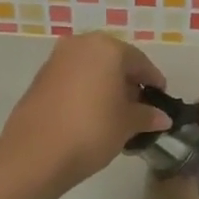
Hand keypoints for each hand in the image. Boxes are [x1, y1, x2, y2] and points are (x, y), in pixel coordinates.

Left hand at [0, 32, 172, 194]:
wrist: (35, 153)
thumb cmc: (92, 130)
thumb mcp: (127, 124)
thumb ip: (147, 116)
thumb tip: (162, 117)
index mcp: (107, 48)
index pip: (139, 62)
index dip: (153, 82)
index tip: (161, 99)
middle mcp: (80, 45)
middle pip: (113, 62)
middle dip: (128, 83)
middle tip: (139, 108)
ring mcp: (56, 61)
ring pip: (91, 70)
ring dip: (106, 88)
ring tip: (116, 116)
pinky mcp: (39, 79)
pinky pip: (73, 80)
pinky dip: (86, 93)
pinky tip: (91, 117)